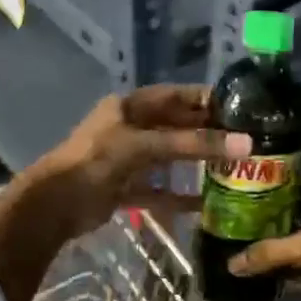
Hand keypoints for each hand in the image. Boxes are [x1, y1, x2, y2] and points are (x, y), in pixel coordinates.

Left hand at [25, 85, 250, 241]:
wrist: (54, 205)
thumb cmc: (97, 161)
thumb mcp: (145, 146)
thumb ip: (192, 144)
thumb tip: (246, 145)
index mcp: (129, 107)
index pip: (175, 96)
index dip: (204, 99)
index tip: (240, 108)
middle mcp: (129, 128)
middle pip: (174, 127)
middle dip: (205, 133)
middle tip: (243, 141)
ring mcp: (126, 160)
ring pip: (168, 158)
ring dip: (194, 164)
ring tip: (231, 169)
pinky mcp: (124, 189)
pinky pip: (158, 190)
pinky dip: (179, 196)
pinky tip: (205, 203)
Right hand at [231, 187, 300, 300]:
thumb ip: (271, 253)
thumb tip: (231, 265)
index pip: (290, 193)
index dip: (267, 201)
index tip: (239, 210)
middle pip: (294, 223)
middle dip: (270, 233)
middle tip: (235, 238)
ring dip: (281, 257)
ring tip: (245, 261)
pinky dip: (293, 275)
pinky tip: (267, 280)